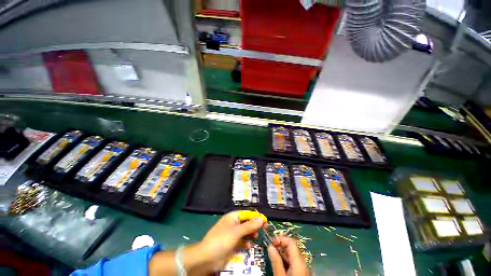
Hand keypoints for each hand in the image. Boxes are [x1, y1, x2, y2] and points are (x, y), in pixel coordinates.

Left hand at [197, 211, 265, 273]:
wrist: (207, 258)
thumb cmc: (222, 240)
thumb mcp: (236, 232)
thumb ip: (249, 226)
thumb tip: (261, 219)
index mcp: (232, 217)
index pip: (246, 214)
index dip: (255, 216)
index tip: (264, 220)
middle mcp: (233, 224)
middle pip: (246, 222)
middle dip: (254, 225)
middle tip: (263, 228)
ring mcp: (232, 234)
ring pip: (244, 232)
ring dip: (250, 234)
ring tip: (256, 237)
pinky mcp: (232, 244)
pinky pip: (241, 241)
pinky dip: (245, 242)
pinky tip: (248, 246)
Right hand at [268, 237, 310, 275]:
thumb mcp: (280, 275)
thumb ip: (276, 261)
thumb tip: (270, 246)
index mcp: (299, 261)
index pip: (291, 241)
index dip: (280, 239)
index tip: (271, 241)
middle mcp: (304, 262)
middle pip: (292, 248)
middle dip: (280, 246)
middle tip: (270, 250)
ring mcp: (305, 268)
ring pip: (293, 256)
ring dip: (283, 254)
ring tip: (274, 258)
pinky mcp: (303, 273)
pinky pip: (295, 263)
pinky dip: (287, 261)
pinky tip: (280, 266)